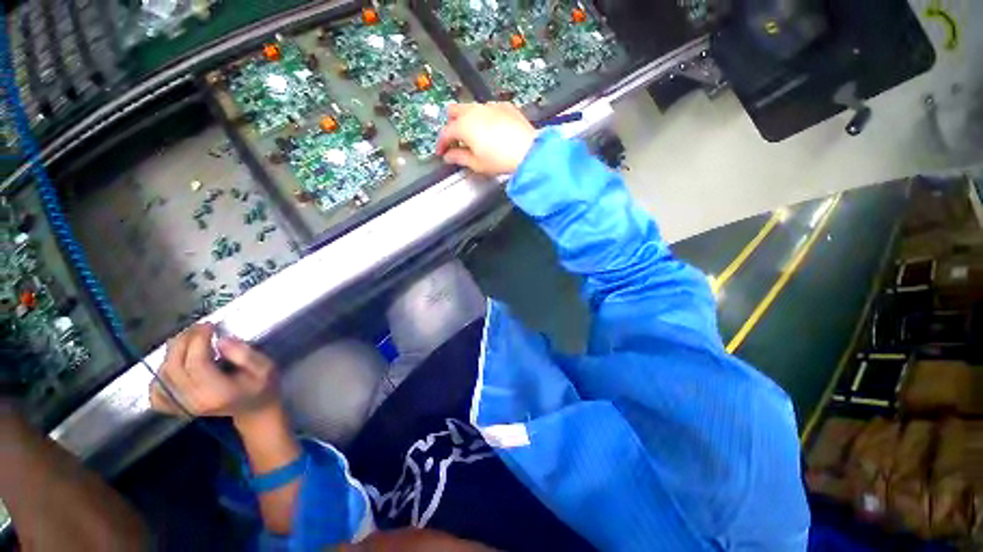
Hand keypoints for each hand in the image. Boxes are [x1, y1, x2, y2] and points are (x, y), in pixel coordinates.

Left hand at [150, 323, 279, 422]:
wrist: (255, 410)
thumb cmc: (263, 387)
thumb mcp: (265, 368)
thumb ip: (245, 355)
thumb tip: (222, 340)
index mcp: (217, 393)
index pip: (196, 363)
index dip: (198, 340)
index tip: (210, 325)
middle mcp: (194, 401)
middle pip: (174, 367)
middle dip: (184, 341)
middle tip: (198, 328)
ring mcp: (182, 406)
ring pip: (163, 375)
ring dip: (172, 352)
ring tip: (189, 339)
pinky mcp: (177, 407)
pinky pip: (156, 392)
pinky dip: (159, 376)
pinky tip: (172, 366)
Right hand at [436, 102, 536, 175]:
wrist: (528, 152)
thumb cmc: (502, 159)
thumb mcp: (477, 164)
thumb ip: (459, 158)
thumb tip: (449, 156)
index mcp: (464, 125)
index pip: (445, 132)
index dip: (441, 144)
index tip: (442, 152)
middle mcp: (475, 111)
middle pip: (454, 111)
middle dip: (451, 125)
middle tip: (455, 140)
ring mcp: (490, 106)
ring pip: (471, 108)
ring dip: (467, 120)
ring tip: (473, 136)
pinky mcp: (505, 106)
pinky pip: (488, 108)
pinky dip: (484, 117)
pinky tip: (490, 130)